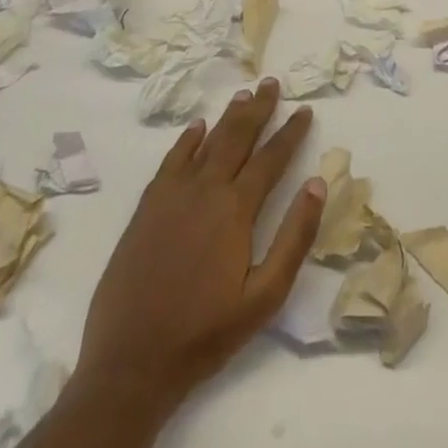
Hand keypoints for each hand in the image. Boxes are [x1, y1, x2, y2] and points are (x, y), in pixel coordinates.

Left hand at [76, 79, 324, 414]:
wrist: (130, 364)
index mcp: (236, 210)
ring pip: (205, 143)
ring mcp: (170, 198)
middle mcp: (204, 192)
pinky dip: (185, 141)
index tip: (304, 109)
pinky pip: (170, 162)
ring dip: (226, 117)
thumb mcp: (265, 296)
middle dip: (258, 109)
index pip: (271, 158)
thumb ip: (294, 237)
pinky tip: (195, 128)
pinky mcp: (146, 211)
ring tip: (243, 94)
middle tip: (272, 83)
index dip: (290, 132)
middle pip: (236, 138)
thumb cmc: (205, 334)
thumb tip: (316, 183)